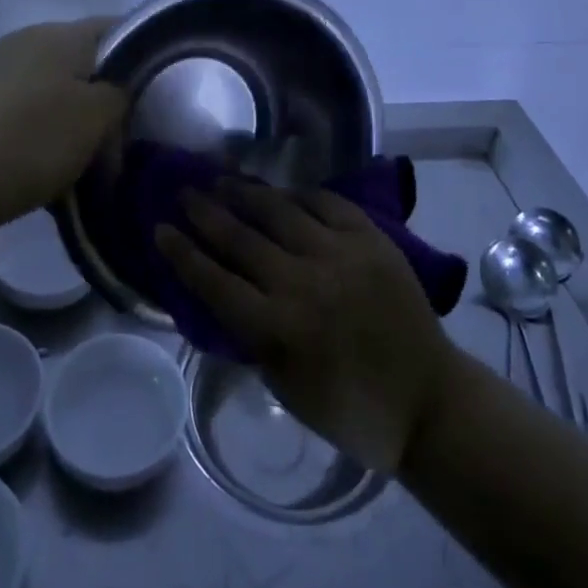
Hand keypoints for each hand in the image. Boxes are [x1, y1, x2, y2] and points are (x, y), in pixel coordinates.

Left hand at [0, 19, 125, 230]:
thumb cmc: (32, 143)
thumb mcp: (96, 119)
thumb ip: (119, 93)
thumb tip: (115, 87)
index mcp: (61, 34)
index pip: (115, 28)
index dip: (140, 55)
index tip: (150, 94)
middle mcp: (27, 38)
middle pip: (82, 59)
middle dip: (102, 94)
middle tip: (115, 136)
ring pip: (52, 84)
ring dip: (69, 113)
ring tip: (77, 156)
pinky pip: (22, 104)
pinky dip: (38, 125)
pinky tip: (38, 159)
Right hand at [157, 180, 456, 473]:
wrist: (428, 399)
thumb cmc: (350, 408)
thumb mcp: (285, 387)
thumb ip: (252, 337)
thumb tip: (222, 294)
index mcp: (279, 328)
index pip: (214, 282)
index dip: (182, 254)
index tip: (160, 229)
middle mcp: (303, 282)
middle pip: (240, 238)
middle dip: (205, 212)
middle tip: (184, 191)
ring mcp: (339, 254)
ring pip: (279, 211)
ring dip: (245, 193)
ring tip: (221, 179)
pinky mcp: (370, 238)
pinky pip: (325, 203)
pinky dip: (298, 194)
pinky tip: (281, 190)